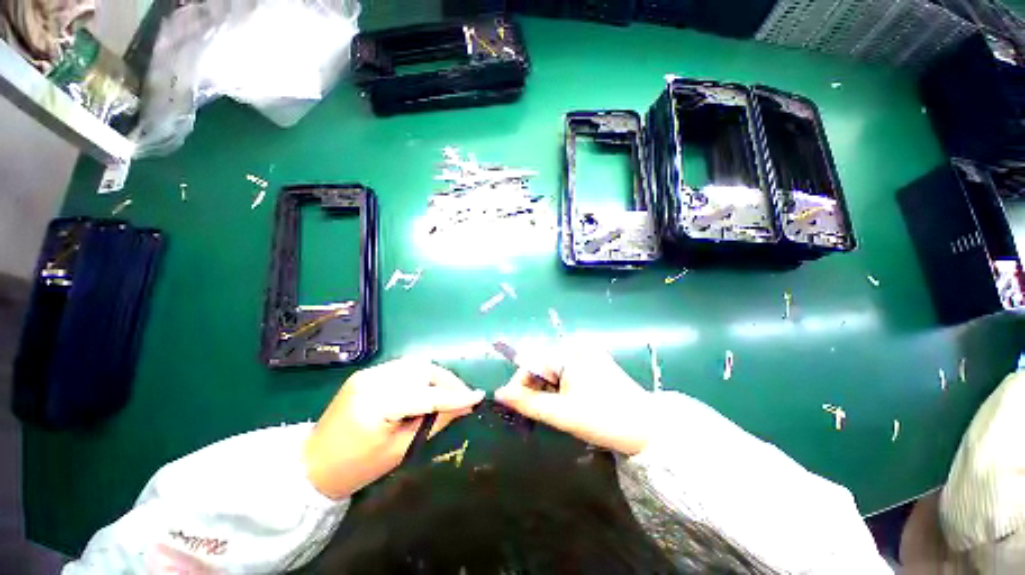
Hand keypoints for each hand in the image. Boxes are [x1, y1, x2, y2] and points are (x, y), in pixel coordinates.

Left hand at [303, 359, 484, 499]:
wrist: (311, 464)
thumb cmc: (356, 468)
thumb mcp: (400, 450)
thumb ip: (434, 423)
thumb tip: (463, 407)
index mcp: (377, 404)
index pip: (426, 395)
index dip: (455, 396)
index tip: (478, 396)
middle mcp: (373, 380)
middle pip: (422, 371)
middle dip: (448, 382)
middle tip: (463, 396)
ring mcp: (369, 372)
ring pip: (416, 365)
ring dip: (436, 376)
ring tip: (449, 392)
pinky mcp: (368, 372)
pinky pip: (404, 367)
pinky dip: (421, 375)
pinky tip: (427, 388)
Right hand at [494, 343, 653, 455]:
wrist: (648, 429)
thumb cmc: (603, 419)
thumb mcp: (561, 413)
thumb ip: (527, 403)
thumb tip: (499, 393)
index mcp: (569, 352)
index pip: (532, 363)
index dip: (520, 383)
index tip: (513, 405)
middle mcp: (578, 347)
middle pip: (544, 365)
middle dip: (535, 388)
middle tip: (535, 413)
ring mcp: (589, 354)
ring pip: (556, 371)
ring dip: (549, 390)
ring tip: (553, 411)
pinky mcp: (596, 364)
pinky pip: (569, 373)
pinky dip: (562, 388)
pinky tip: (568, 404)